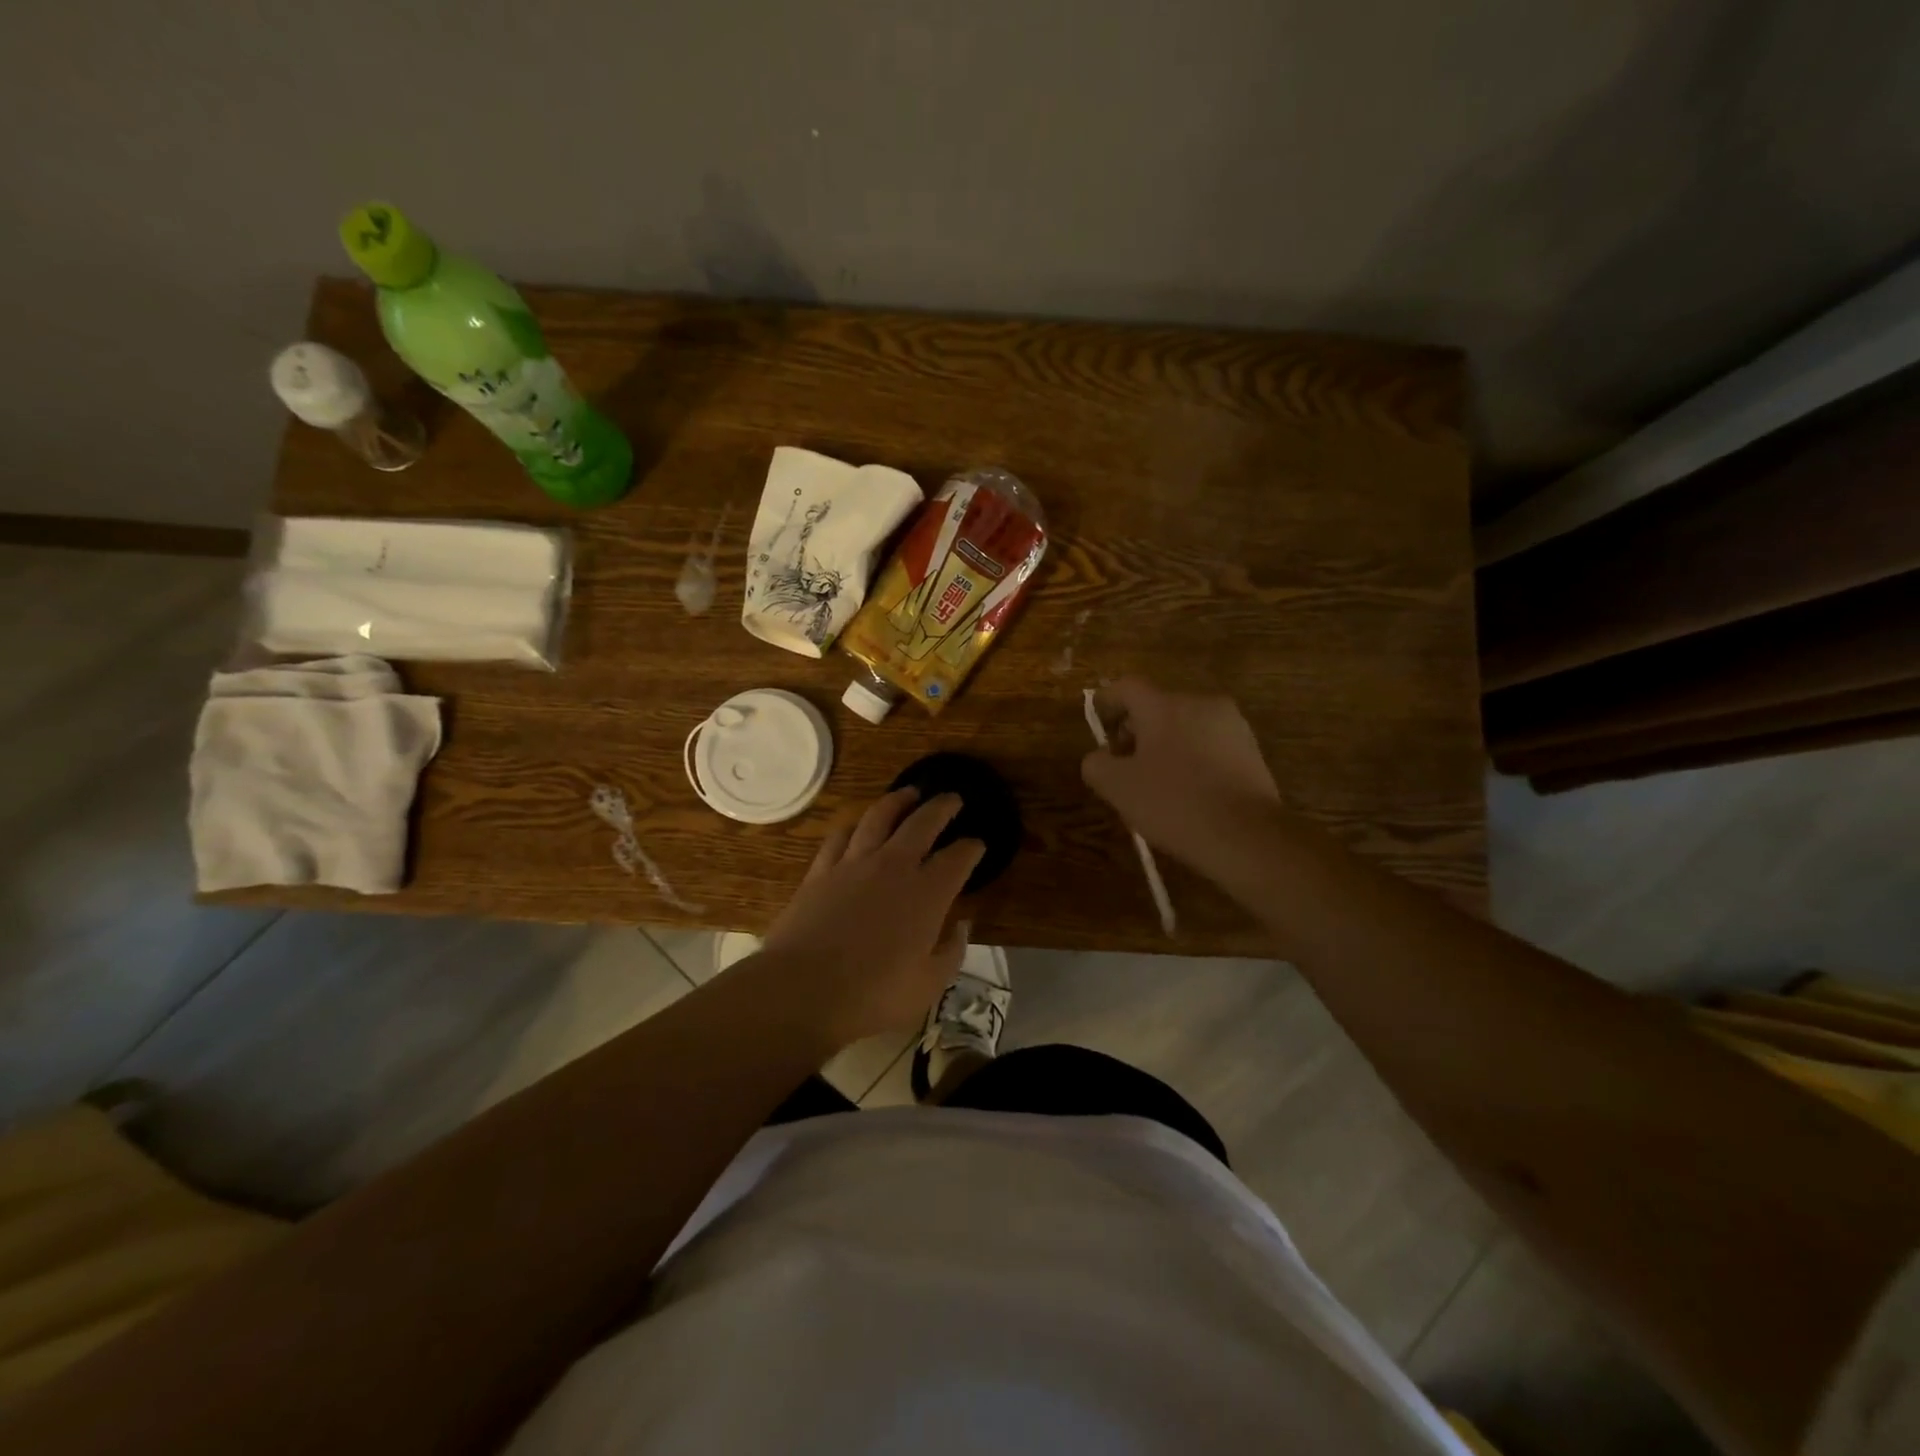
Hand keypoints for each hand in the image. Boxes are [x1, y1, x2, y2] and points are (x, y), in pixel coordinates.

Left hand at [757, 788, 984, 1046]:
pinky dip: (855, 825)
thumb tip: (962, 925)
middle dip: (942, 807)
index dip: (972, 848)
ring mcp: (854, 864)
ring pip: (879, 816)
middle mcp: (894, 866)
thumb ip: (951, 952)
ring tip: (908, 794)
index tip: (978, 844)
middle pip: (923, 822)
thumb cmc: (873, 996)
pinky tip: (858, 825)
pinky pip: (841, 836)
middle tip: (952, 799)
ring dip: (898, 801)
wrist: (802, 991)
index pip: (958, 858)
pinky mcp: (821, 871)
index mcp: (928, 893)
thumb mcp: (928, 986)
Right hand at [1081, 678, 1281, 875]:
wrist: (1247, 836)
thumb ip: (1096, 764)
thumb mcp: (1117, 788)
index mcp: (1164, 705)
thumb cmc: (1174, 804)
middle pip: (1158, 706)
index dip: (1107, 703)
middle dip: (1137, 731)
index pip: (1127, 686)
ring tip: (1158, 784)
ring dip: (1166, 746)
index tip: (1099, 729)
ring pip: (1186, 726)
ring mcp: (1232, 725)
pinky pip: (1210, 745)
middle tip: (1125, 766)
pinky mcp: (1252, 750)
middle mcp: (1200, 704)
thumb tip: (1101, 756)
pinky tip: (1189, 793)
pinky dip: (1194, 759)